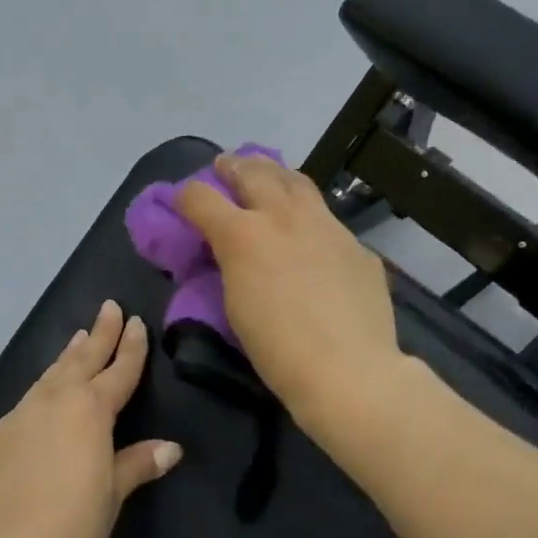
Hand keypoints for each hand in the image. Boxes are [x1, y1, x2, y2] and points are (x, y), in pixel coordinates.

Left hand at [0, 300, 182, 537]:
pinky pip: (22, 408)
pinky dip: (37, 396)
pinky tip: (37, 405)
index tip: (135, 322)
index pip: (118, 372)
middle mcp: (52, 403)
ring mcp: (16, 418)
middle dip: (99, 334)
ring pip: (47, 377)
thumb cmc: (71, 523)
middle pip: (81, 360)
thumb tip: (171, 448)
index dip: (130, 347)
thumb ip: (137, 464)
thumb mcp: (112, 493)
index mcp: (89, 411)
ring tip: (76, 339)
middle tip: (108, 306)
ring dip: (66, 357)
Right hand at [175, 152, 400, 423]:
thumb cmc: (277, 351)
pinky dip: (308, 214)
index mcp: (244, 235)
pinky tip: (309, 230)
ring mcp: (327, 226)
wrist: (349, 371)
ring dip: (274, 174)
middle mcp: (284, 218)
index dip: (185, 196)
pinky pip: (327, 218)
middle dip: (233, 167)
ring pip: (297, 182)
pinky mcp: (356, 245)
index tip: (181, 202)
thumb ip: (231, 266)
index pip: (201, 198)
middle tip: (225, 166)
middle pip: (253, 173)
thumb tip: (232, 252)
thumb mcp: (235, 305)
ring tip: (267, 175)